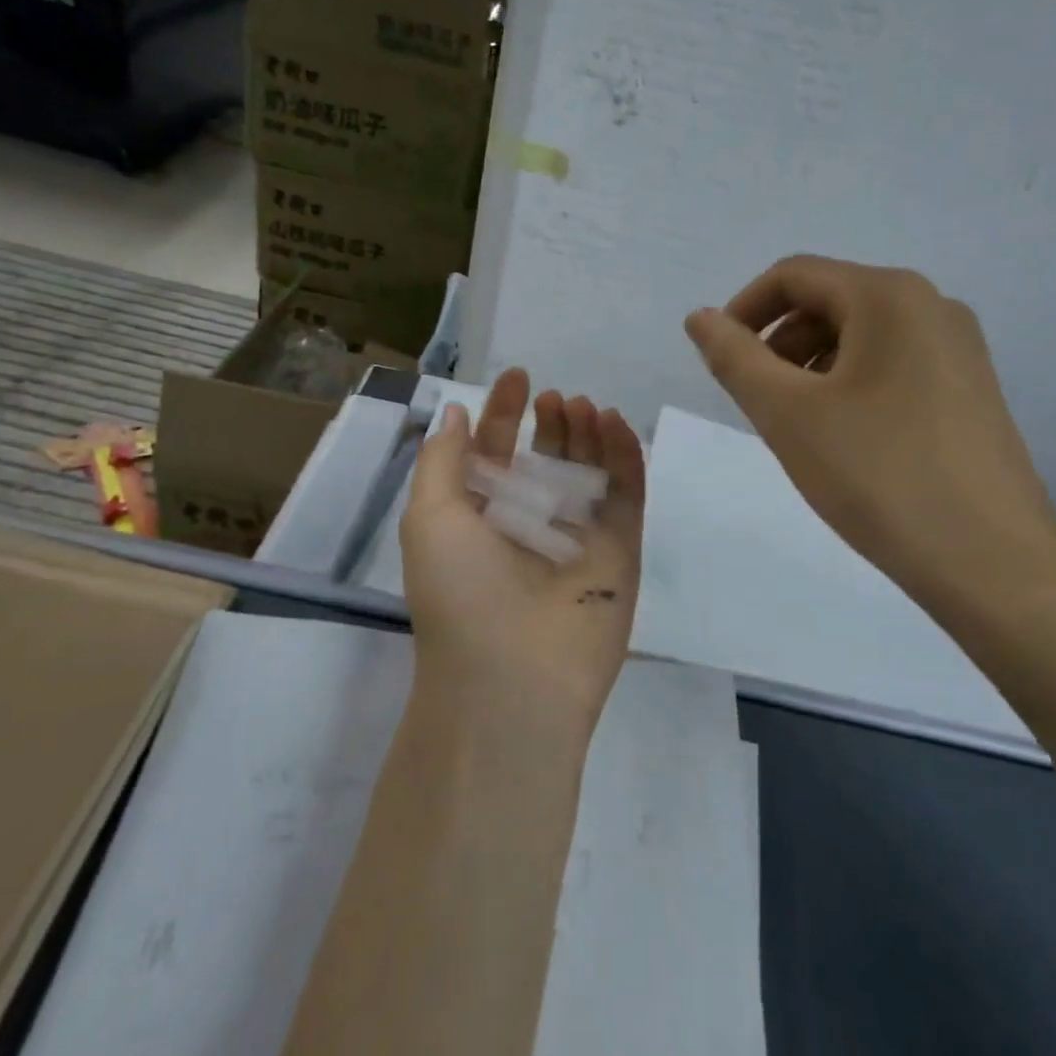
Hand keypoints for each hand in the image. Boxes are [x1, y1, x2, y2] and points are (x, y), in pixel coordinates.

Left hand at [399, 368, 645, 738]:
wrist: (512, 678)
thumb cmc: (460, 592)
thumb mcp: (428, 518)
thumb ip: (443, 460)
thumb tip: (456, 413)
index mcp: (482, 516)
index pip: (496, 451)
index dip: (504, 413)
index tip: (518, 378)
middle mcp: (531, 523)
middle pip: (548, 457)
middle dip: (551, 422)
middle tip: (557, 400)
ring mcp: (578, 537)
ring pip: (590, 470)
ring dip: (588, 433)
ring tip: (585, 407)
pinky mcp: (620, 550)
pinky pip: (627, 495)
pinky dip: (625, 458)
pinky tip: (617, 426)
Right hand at [684, 255, 1055, 622]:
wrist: (991, 562)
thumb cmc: (878, 475)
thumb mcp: (787, 413)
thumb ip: (734, 358)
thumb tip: (700, 317)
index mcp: (889, 296)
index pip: (793, 276)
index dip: (743, 310)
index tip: (719, 360)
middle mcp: (932, 306)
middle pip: (829, 301)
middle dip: (779, 343)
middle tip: (756, 402)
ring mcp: (959, 349)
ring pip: (860, 336)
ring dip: (811, 366)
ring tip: (796, 426)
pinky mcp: (971, 390)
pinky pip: (893, 365)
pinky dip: (850, 385)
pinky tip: (844, 439)